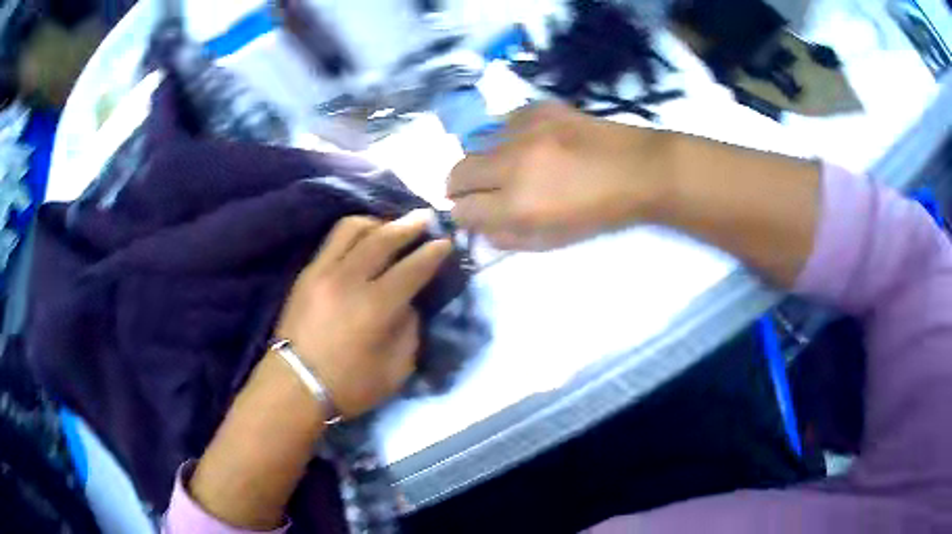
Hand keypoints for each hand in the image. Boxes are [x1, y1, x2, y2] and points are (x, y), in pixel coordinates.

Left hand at [274, 210, 451, 418]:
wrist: (295, 386)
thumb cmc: (349, 386)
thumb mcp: (396, 370)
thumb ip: (409, 330)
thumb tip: (408, 302)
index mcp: (376, 308)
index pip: (412, 268)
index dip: (432, 253)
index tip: (445, 242)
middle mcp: (349, 280)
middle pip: (384, 238)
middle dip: (410, 225)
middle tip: (426, 217)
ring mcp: (323, 271)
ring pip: (353, 228)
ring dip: (378, 222)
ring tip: (391, 225)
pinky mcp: (307, 273)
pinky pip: (333, 239)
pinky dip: (354, 231)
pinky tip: (363, 236)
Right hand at [448, 102, 672, 249]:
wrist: (641, 170)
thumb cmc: (602, 213)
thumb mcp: (555, 240)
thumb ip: (510, 238)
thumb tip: (481, 229)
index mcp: (518, 204)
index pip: (462, 209)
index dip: (462, 215)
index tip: (471, 213)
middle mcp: (512, 164)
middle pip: (457, 172)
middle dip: (458, 187)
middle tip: (476, 191)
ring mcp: (525, 130)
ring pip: (477, 144)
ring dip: (484, 160)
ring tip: (507, 165)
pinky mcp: (538, 108)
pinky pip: (504, 121)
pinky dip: (507, 136)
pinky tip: (529, 142)